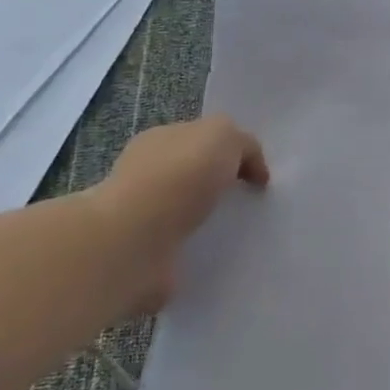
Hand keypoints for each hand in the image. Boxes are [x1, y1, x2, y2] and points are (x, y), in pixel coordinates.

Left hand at [86, 116, 267, 301]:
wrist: (134, 240)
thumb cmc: (179, 176)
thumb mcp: (223, 135)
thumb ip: (243, 143)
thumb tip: (251, 169)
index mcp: (160, 140)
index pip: (199, 139)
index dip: (230, 152)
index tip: (256, 175)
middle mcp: (146, 174)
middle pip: (193, 175)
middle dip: (220, 187)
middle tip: (252, 202)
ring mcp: (142, 216)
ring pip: (188, 214)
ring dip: (211, 221)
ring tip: (243, 232)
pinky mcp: (146, 254)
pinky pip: (183, 248)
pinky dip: (201, 251)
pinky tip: (222, 254)